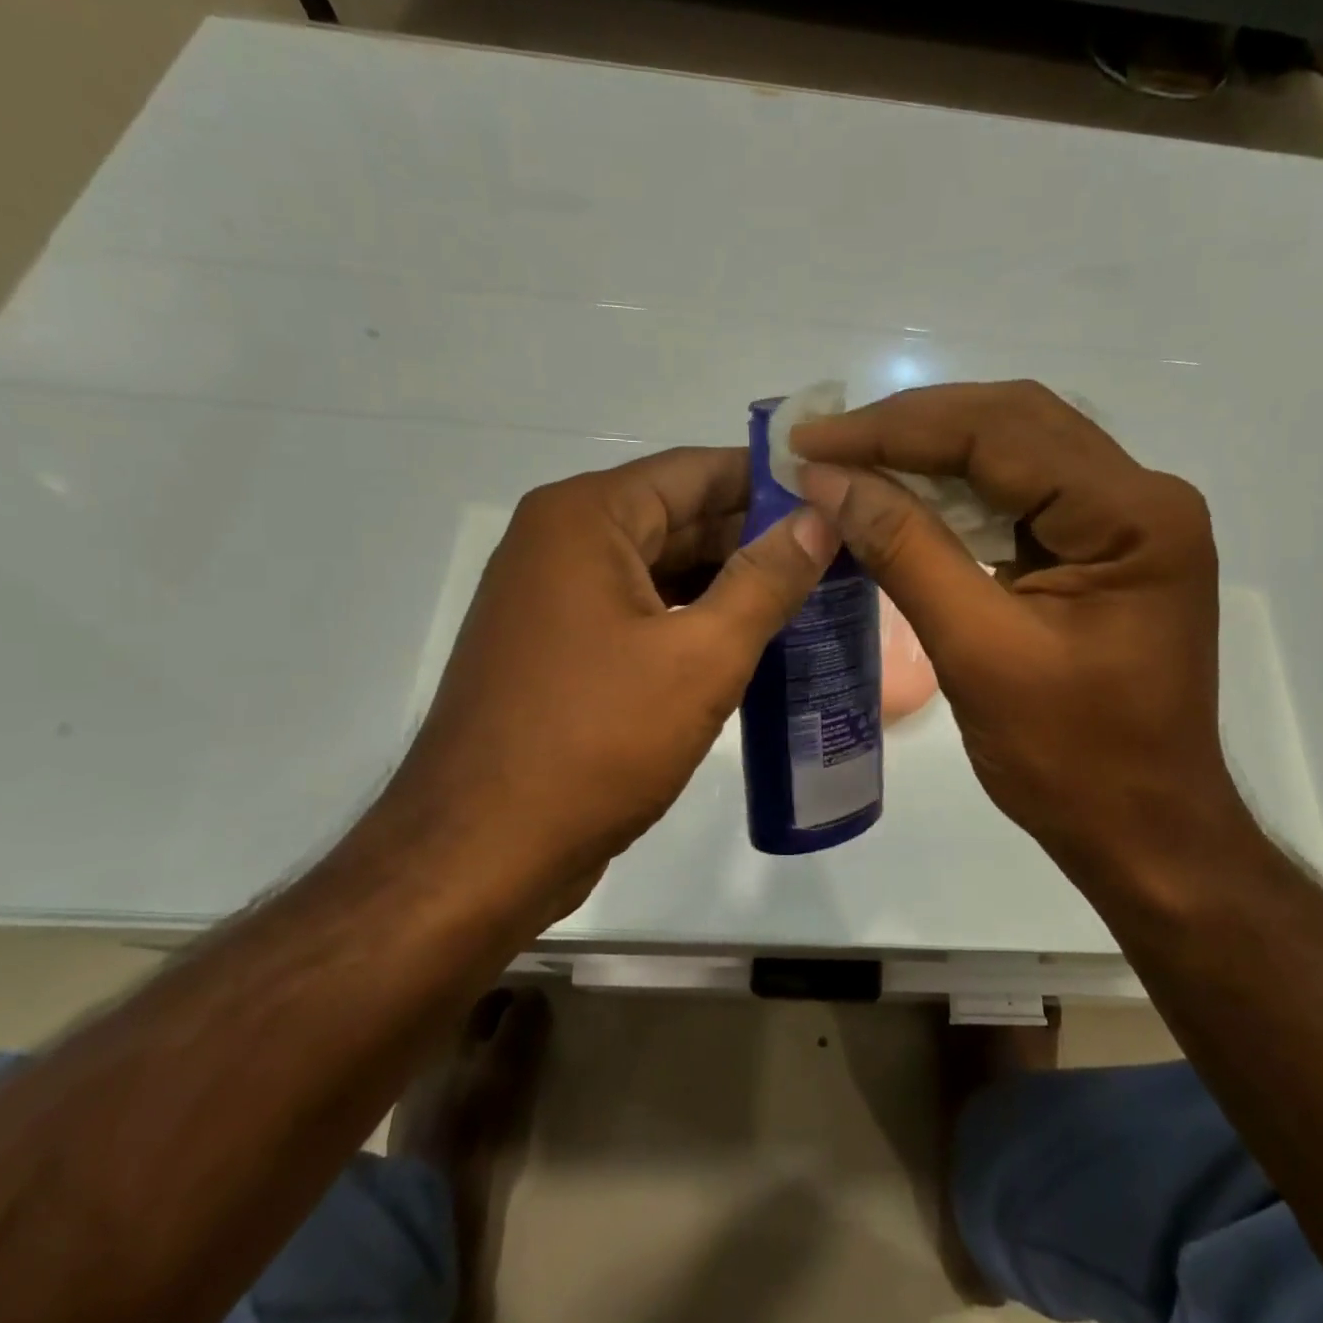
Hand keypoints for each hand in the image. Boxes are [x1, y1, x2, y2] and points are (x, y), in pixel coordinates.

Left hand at [383, 447, 836, 924]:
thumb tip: (819, 518)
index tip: (838, 497)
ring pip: (662, 569)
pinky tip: (751, 640)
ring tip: (812, 594)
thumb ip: (766, 580)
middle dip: (757, 536)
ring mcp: (555, 599)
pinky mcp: (561, 650)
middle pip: (679, 517)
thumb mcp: (700, 656)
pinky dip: (694, 620)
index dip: (772, 481)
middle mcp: (561, 542)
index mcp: (586, 518)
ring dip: (729, 582)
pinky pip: (641, 613)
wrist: (482, 852)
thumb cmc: (595, 741)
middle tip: (839, 553)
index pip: (697, 470)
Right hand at [792, 381, 1250, 889]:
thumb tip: (828, 479)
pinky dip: (955, 495)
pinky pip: (1020, 497)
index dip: (896, 430)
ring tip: (851, 464)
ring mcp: (1125, 522)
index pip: (1001, 432)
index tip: (813, 440)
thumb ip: (906, 552)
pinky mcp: (1102, 550)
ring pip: (1015, 453)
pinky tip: (903, 501)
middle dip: (911, 429)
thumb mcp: (978, 652)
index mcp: (1132, 515)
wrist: (1144, 831)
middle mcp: (1141, 497)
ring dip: (930, 455)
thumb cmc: (1072, 759)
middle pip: (1013, 424)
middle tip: (826, 446)